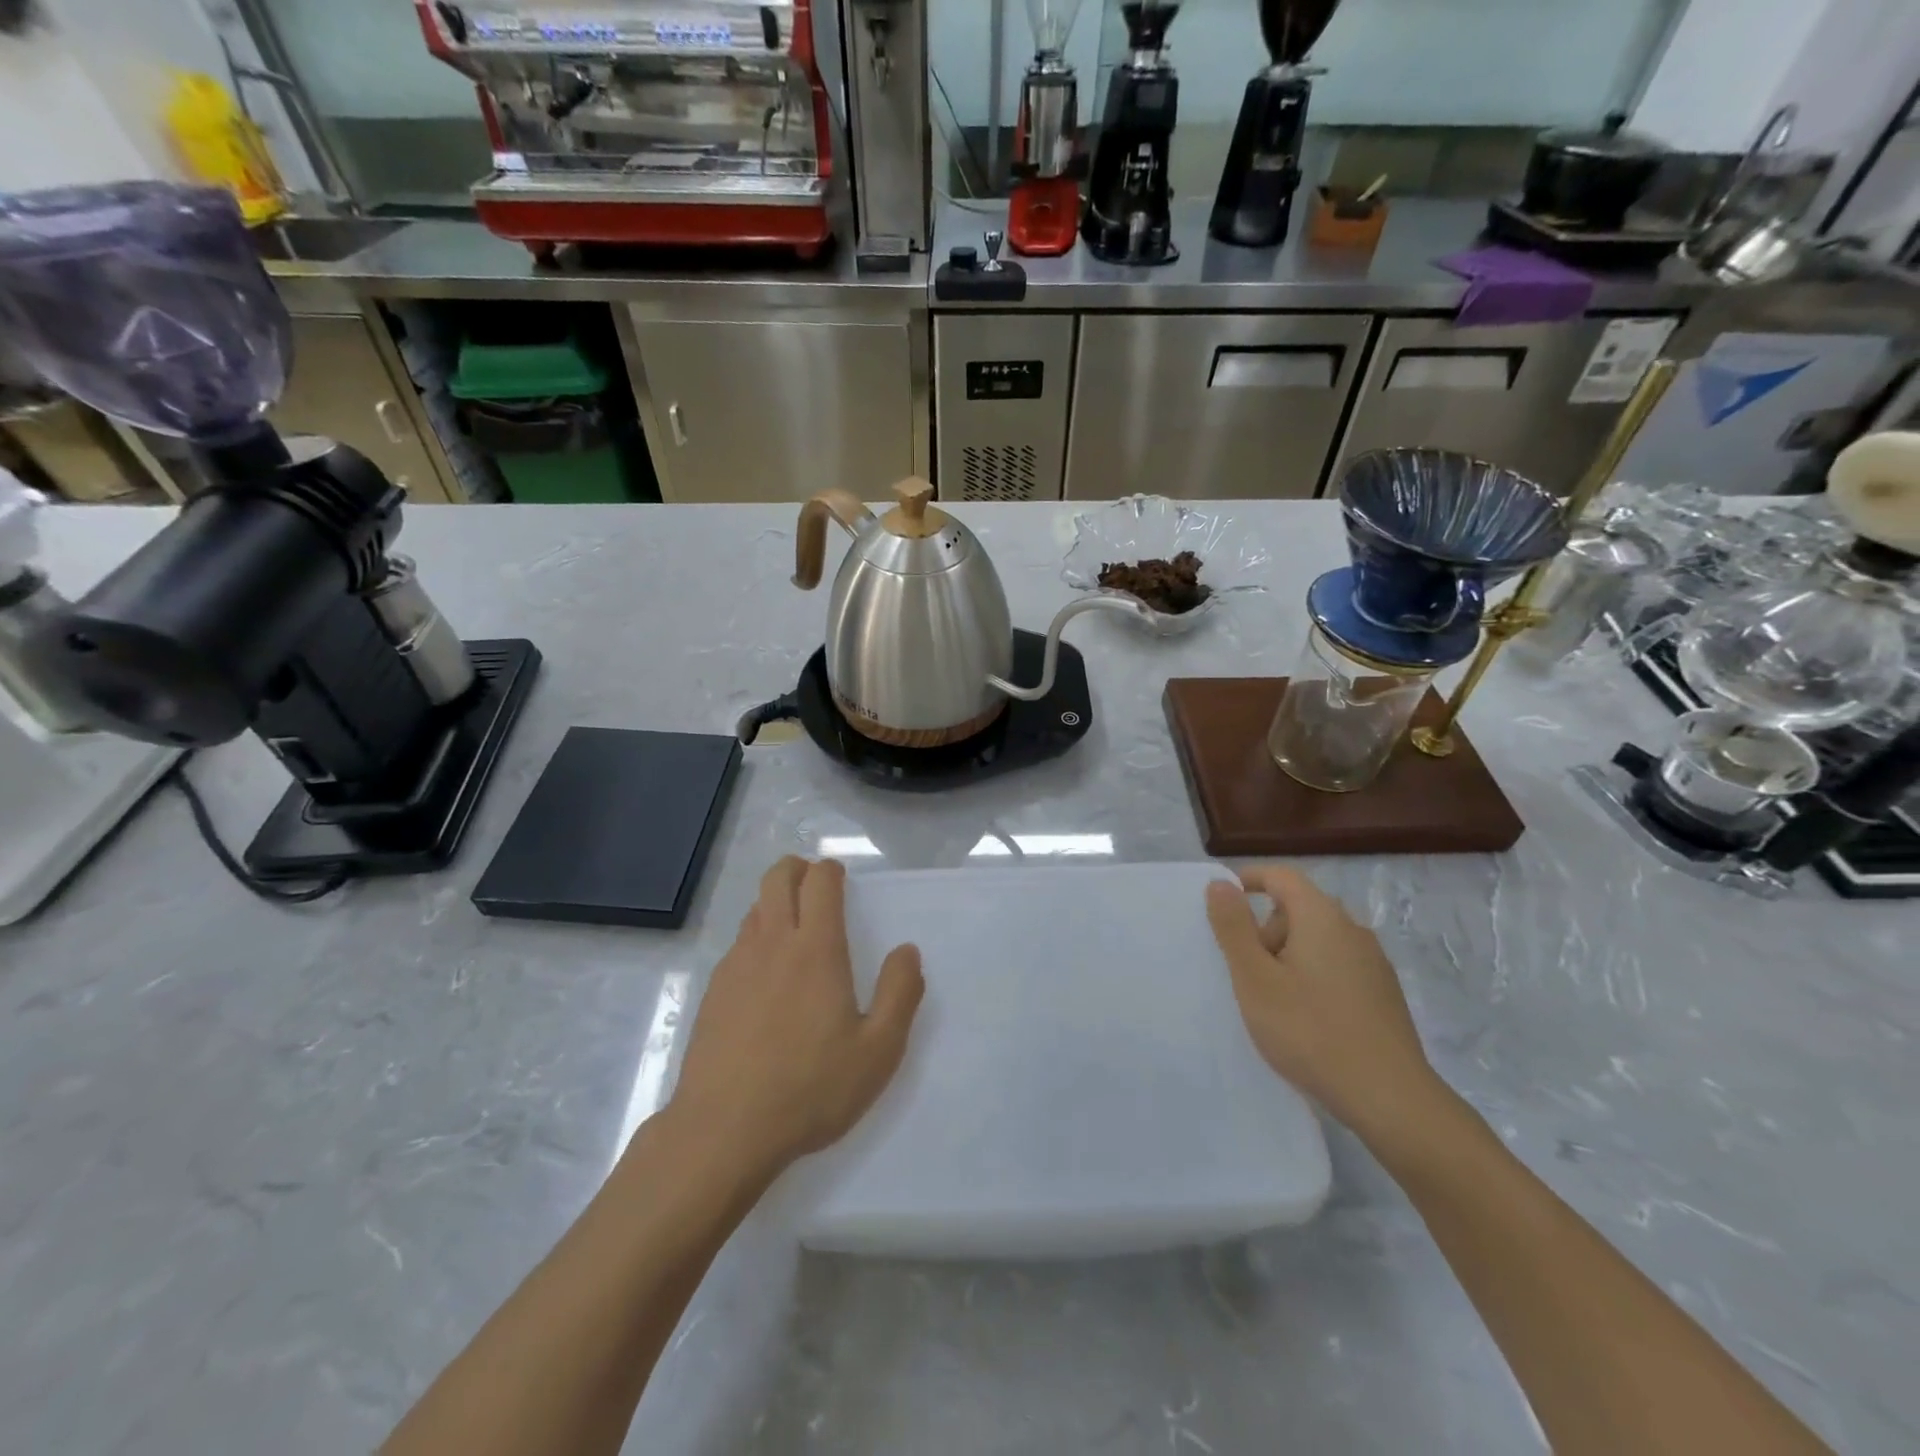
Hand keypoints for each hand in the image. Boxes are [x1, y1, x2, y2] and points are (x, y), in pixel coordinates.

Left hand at [669, 857, 924, 1178]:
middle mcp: (773, 943)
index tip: (841, 880)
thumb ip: (900, 993)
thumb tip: (907, 950)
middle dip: (797, 868)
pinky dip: (756, 938)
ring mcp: (736, 965)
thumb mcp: (878, 1050)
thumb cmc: (810, 1088)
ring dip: (775, 902)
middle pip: (777, 878)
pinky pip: (738, 944)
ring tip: (794, 928)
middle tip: (814, 884)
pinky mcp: (713, 991)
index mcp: (816, 949)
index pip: (819, 881)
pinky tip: (766, 977)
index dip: (831, 870)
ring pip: (754, 909)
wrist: (722, 1131)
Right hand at [1206, 866, 1437, 1134]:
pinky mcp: (1383, 994)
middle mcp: (1352, 930)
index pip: (1282, 876)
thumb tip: (1220, 883)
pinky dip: (1311, 977)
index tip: (1221, 904)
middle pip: (1298, 908)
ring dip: (1287, 956)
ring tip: (1271, 1001)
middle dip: (1265, 929)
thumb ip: (1233, 927)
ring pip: (1317, 940)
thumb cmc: (1309, 1030)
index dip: (1249, 880)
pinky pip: (1336, 967)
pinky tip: (1304, 1019)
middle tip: (1245, 971)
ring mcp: (1373, 963)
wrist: (1389, 1098)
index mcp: (1321, 917)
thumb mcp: (1254, 978)